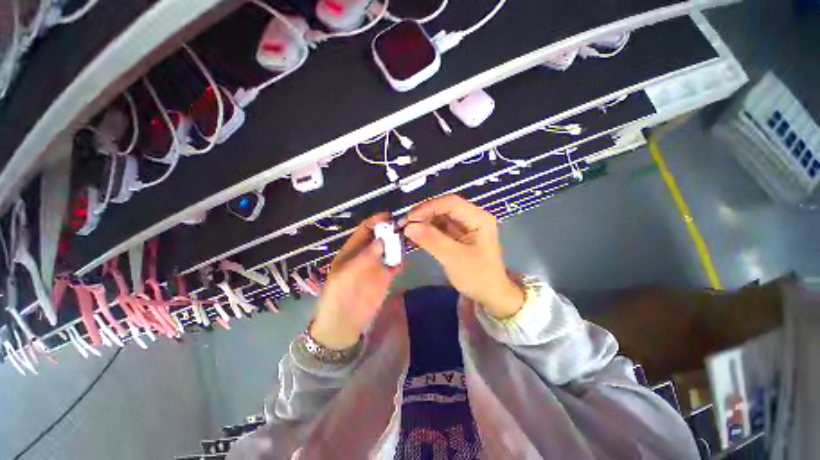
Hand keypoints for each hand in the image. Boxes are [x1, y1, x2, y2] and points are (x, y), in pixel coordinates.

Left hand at [310, 213, 400, 349]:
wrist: (344, 324)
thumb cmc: (338, 297)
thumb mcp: (345, 275)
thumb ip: (364, 257)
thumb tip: (382, 240)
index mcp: (351, 250)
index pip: (364, 230)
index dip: (375, 221)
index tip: (388, 217)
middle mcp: (365, 255)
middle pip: (379, 237)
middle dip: (389, 231)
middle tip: (402, 229)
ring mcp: (376, 266)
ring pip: (389, 249)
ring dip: (397, 245)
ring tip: (407, 242)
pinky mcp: (385, 277)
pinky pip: (395, 265)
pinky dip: (400, 262)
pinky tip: (402, 263)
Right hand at [403, 195, 523, 317]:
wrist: (490, 296)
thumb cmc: (477, 277)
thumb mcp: (453, 258)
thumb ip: (431, 240)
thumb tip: (408, 227)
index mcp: (478, 218)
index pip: (450, 203)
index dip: (428, 207)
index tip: (410, 218)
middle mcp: (471, 218)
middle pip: (444, 208)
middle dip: (423, 215)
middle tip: (403, 224)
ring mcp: (464, 227)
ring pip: (440, 218)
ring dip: (423, 223)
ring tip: (405, 230)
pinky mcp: (457, 237)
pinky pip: (439, 229)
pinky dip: (426, 232)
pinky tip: (414, 237)